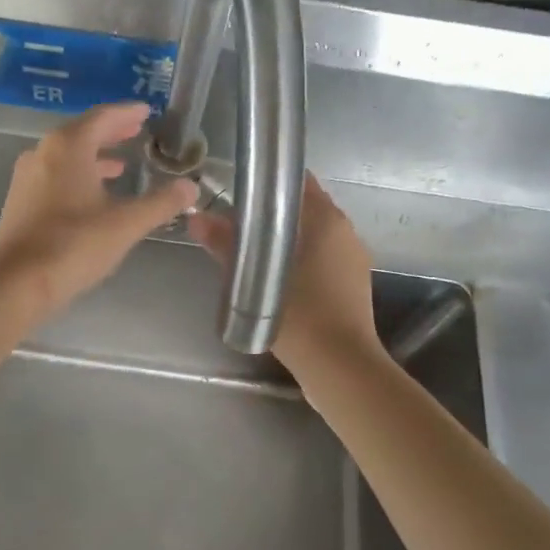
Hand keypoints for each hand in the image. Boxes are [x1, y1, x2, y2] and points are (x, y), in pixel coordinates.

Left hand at [0, 102, 197, 320]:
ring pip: (66, 155)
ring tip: (120, 164)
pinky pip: (54, 174)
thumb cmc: (74, 245)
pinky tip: (92, 195)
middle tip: (136, 131)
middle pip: (82, 132)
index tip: (146, 111)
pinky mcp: (20, 201)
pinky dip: (78, 174)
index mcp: (69, 146)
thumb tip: (190, 188)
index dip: (127, 113)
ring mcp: (28, 176)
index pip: (103, 117)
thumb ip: (160, 203)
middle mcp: (43, 152)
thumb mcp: (126, 224)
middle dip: (111, 132)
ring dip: (94, 155)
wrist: (15, 283)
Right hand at [187, 174, 380, 373]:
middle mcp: (346, 232)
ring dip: (287, 240)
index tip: (242, 191)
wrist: (341, 367)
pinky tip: (277, 280)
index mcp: (328, 220)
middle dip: (274, 214)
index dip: (271, 183)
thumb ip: (226, 245)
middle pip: (306, 209)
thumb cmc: (301, 315)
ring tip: (252, 253)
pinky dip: (301, 261)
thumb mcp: (254, 280)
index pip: (299, 182)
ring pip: (315, 236)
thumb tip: (196, 220)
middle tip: (238, 224)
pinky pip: (323, 260)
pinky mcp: (353, 285)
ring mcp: (353, 260)